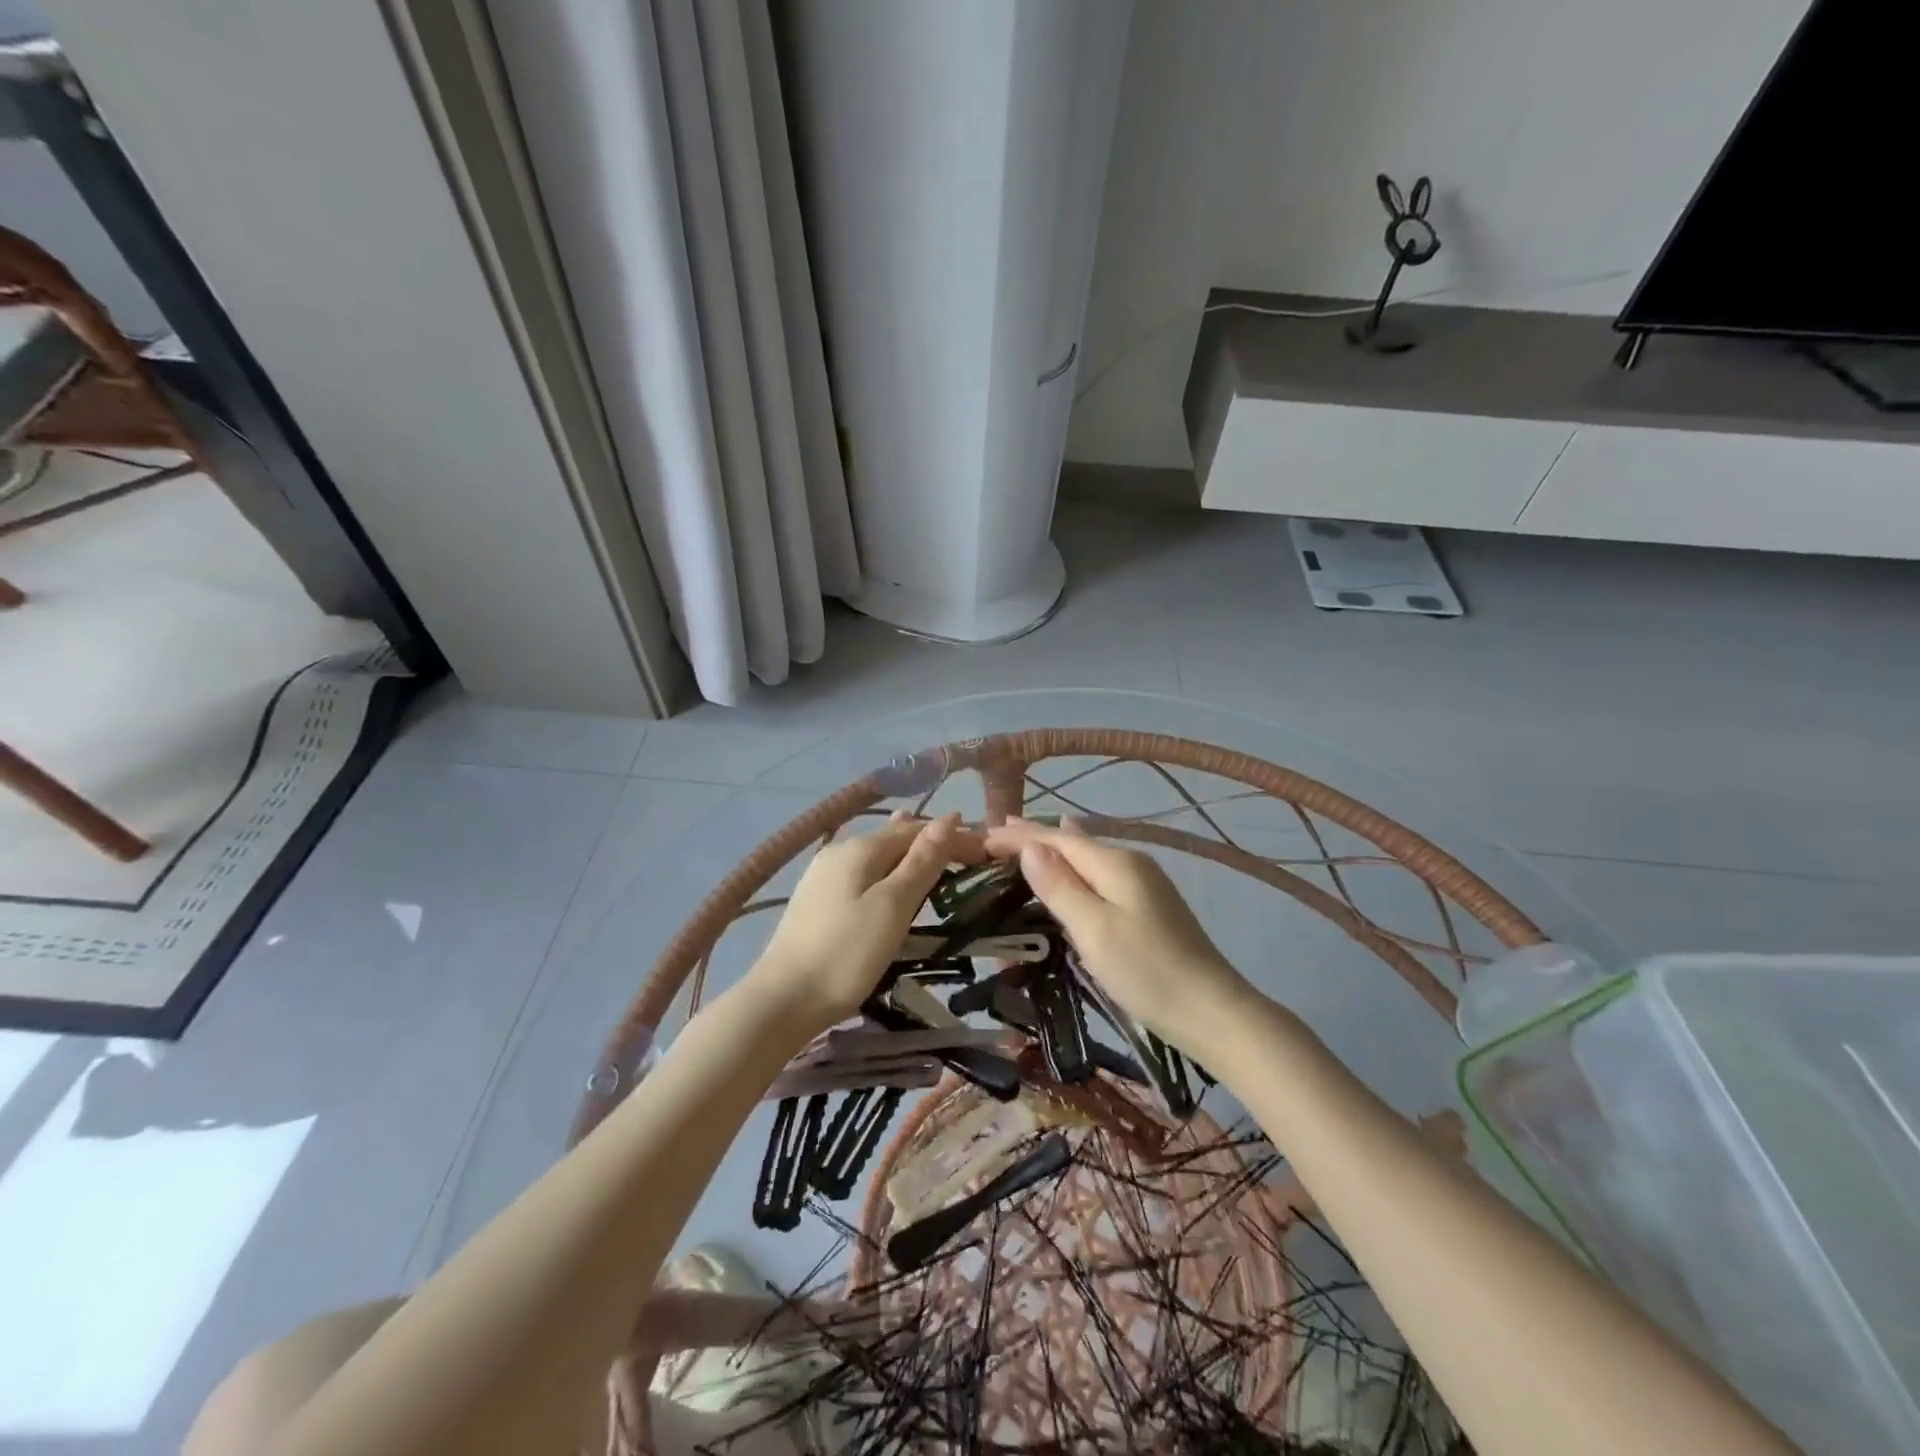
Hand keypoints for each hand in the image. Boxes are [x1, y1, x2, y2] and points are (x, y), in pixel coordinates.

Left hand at [753, 813, 981, 1028]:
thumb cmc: (846, 954)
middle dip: (931, 843)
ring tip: (935, 858)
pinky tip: (890, 880)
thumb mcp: (893, 906)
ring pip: (877, 856)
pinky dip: (887, 872)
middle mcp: (839, 852)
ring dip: (909, 856)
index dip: (952, 836)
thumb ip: (922, 862)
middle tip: (967, 859)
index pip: (917, 829)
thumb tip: (950, 817)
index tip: (984, 853)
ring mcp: (822, 876)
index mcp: (860, 848)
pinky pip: (862, 874)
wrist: (781, 1001)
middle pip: (895, 838)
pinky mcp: (816, 901)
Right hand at [985, 817, 1252, 1050]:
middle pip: (1072, 843)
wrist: (1213, 1012)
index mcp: (1115, 863)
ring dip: (1053, 851)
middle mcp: (1130, 863)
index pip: (1057, 839)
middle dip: (1034, 837)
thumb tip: (1030, 846)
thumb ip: (1060, 886)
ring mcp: (1143, 884)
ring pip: (1087, 859)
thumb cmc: (1147, 971)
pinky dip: (1074, 868)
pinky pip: (1099, 875)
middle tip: (995, 834)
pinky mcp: (1148, 906)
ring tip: (1024, 842)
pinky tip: (1073, 866)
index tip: (983, 836)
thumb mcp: (1094, 929)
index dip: (1020, 836)